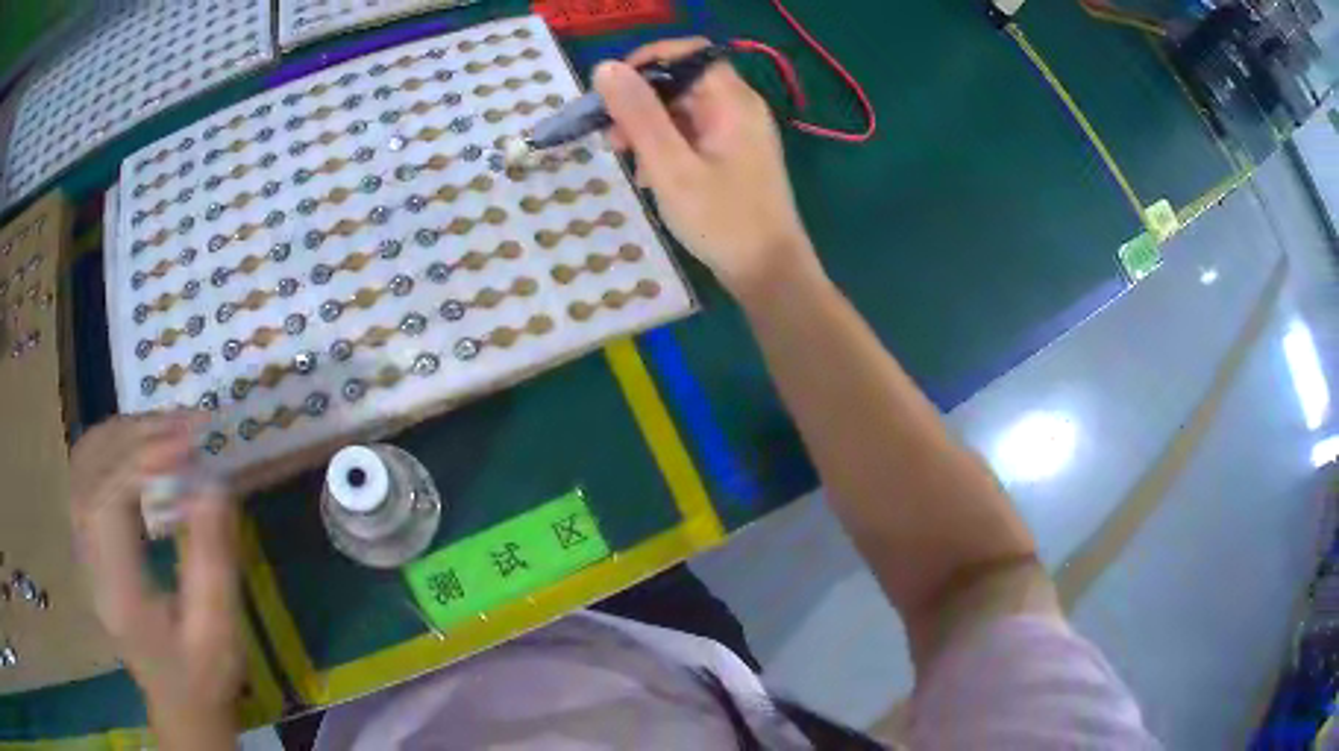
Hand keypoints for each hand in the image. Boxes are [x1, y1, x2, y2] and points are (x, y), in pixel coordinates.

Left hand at [70, 414, 240, 746]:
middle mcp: (89, 561)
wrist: (178, 701)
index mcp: (118, 593)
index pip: (105, 501)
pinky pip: (86, 471)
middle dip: (135, 436)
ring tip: (167, 428)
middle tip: (186, 425)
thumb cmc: (202, 675)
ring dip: (122, 434)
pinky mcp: (88, 539)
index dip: (140, 460)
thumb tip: (213, 483)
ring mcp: (83, 546)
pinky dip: (112, 445)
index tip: (188, 444)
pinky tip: (141, 445)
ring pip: (83, 463)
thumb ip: (213, 560)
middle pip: (90, 471)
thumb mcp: (219, 631)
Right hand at [594, 39, 821, 298]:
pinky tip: (649, 176)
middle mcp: (740, 109)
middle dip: (641, 101)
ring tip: (624, 159)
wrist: (769, 273)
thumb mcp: (670, 166)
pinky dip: (666, 148)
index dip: (649, 60)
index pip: (690, 53)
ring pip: (684, 111)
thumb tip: (607, 68)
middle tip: (611, 135)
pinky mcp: (734, 157)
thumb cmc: (722, 219)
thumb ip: (638, 114)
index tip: (612, 89)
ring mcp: (739, 134)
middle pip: (684, 82)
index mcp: (733, 101)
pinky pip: (693, 136)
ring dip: (649, 128)